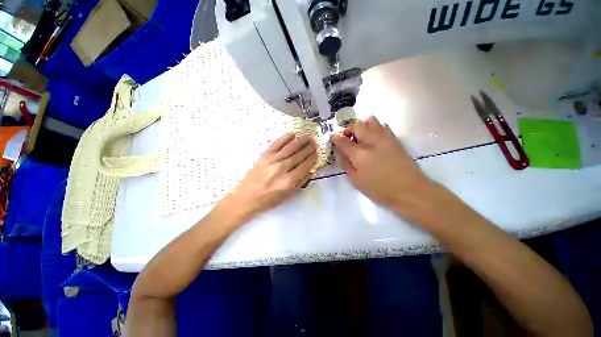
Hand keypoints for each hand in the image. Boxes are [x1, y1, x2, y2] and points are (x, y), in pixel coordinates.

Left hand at [220, 132, 316, 221]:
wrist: (246, 197)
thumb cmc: (269, 199)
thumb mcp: (288, 195)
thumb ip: (301, 182)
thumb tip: (311, 170)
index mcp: (289, 180)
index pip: (305, 165)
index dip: (312, 158)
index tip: (317, 152)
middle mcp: (282, 168)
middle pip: (299, 155)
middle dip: (309, 148)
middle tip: (315, 141)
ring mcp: (272, 161)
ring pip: (290, 148)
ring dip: (301, 141)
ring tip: (308, 136)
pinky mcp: (264, 156)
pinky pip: (276, 144)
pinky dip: (284, 138)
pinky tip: (292, 134)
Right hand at [332, 116, 432, 210]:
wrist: (410, 190)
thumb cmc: (380, 189)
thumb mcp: (356, 181)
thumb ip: (346, 165)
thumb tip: (341, 153)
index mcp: (359, 154)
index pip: (343, 140)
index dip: (336, 138)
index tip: (333, 138)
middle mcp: (371, 141)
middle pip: (356, 125)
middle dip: (348, 129)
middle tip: (347, 137)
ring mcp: (385, 138)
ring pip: (371, 120)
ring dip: (362, 125)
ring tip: (360, 136)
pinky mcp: (395, 139)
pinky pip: (383, 125)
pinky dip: (374, 127)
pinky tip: (373, 138)